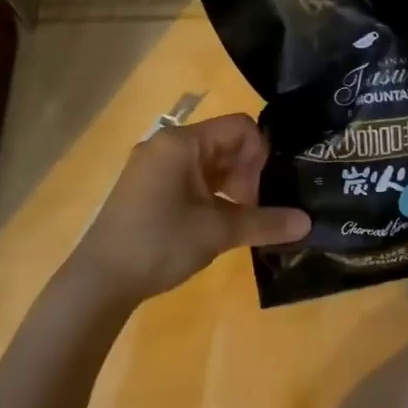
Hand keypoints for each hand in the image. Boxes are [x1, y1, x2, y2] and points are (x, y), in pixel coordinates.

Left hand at [67, 114, 308, 308]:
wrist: (99, 281)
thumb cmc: (159, 243)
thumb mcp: (217, 232)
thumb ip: (264, 222)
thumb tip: (308, 223)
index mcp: (181, 143)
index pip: (239, 126)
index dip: (260, 154)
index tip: (263, 190)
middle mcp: (166, 145)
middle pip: (224, 143)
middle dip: (247, 173)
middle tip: (254, 210)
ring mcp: (154, 166)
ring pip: (209, 163)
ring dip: (232, 186)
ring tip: (242, 220)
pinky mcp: (148, 188)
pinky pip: (191, 178)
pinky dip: (212, 195)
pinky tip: (219, 224)